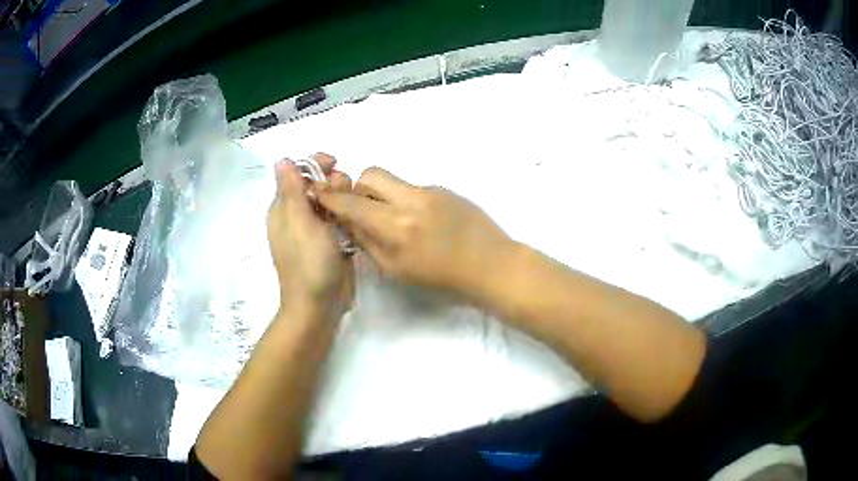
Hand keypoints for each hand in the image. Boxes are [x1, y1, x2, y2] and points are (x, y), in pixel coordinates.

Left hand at [267, 154, 352, 318]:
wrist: (319, 305)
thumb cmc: (308, 262)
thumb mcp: (298, 221)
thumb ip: (292, 189)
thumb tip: (282, 159)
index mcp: (284, 209)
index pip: (297, 173)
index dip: (315, 164)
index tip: (335, 164)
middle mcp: (297, 216)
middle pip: (316, 185)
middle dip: (332, 182)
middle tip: (344, 193)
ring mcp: (315, 230)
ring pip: (331, 201)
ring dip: (343, 198)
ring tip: (353, 208)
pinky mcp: (331, 242)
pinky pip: (340, 219)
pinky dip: (348, 214)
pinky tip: (357, 219)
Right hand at [315, 167, 514, 298]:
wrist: (490, 266)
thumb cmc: (441, 278)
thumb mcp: (396, 269)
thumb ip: (367, 241)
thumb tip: (347, 221)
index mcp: (396, 226)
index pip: (352, 203)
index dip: (331, 197)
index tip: (319, 193)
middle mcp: (411, 200)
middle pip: (371, 174)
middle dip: (359, 188)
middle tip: (365, 209)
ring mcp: (431, 190)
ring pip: (393, 179)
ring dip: (383, 193)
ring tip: (396, 218)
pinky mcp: (445, 188)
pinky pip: (413, 187)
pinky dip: (406, 200)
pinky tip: (422, 221)